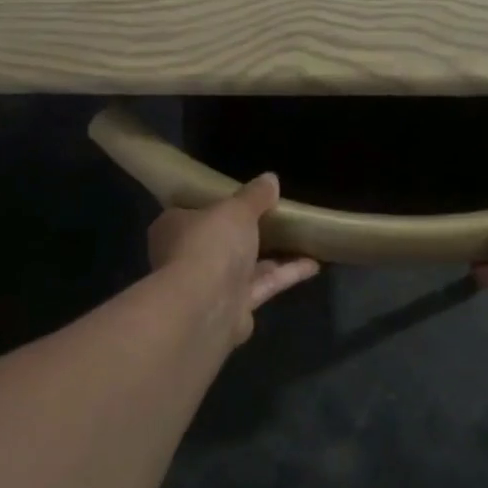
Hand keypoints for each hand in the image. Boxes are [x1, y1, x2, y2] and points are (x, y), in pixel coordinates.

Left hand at [148, 174, 320, 345]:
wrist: (204, 307)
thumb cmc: (210, 244)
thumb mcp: (236, 209)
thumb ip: (254, 196)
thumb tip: (270, 178)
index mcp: (174, 228)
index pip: (193, 212)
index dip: (218, 205)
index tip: (244, 199)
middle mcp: (187, 257)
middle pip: (220, 241)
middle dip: (248, 233)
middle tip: (278, 218)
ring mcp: (209, 287)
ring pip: (244, 266)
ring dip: (274, 255)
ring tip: (304, 239)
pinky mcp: (232, 309)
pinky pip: (262, 286)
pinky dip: (285, 275)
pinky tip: (314, 264)